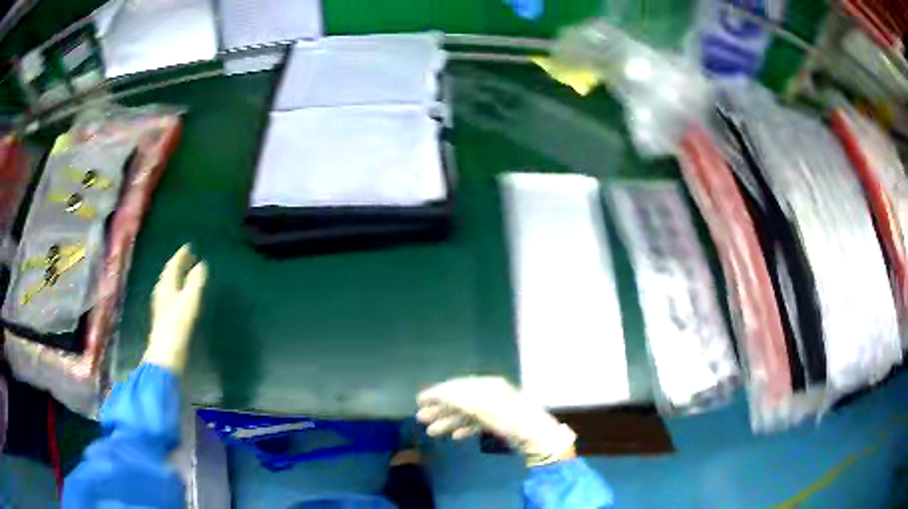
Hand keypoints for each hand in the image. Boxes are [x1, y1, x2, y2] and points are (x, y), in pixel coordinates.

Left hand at [142, 244, 207, 372]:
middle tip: (188, 257)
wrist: (166, 353)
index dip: (181, 255)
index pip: (173, 265)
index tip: (189, 247)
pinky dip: (175, 287)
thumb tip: (202, 265)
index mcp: (166, 284)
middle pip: (169, 273)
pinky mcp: (163, 316)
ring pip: (168, 283)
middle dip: (178, 264)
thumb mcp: (190, 301)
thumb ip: (196, 282)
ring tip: (185, 272)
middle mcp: (161, 291)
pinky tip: (179, 294)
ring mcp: (160, 304)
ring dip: (176, 276)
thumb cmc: (178, 324)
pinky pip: (169, 293)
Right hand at [416, 376, 575, 466]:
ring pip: (467, 413)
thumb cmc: (506, 418)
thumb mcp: (479, 405)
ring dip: (448, 421)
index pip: (456, 386)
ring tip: (432, 431)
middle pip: (460, 399)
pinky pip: (478, 423)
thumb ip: (457, 397)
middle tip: (420, 418)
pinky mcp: (502, 423)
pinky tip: (456, 436)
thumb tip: (437, 392)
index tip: (419, 400)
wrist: (535, 435)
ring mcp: (497, 408)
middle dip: (439, 409)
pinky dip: (465, 428)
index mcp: (486, 385)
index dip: (437, 393)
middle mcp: (491, 393)